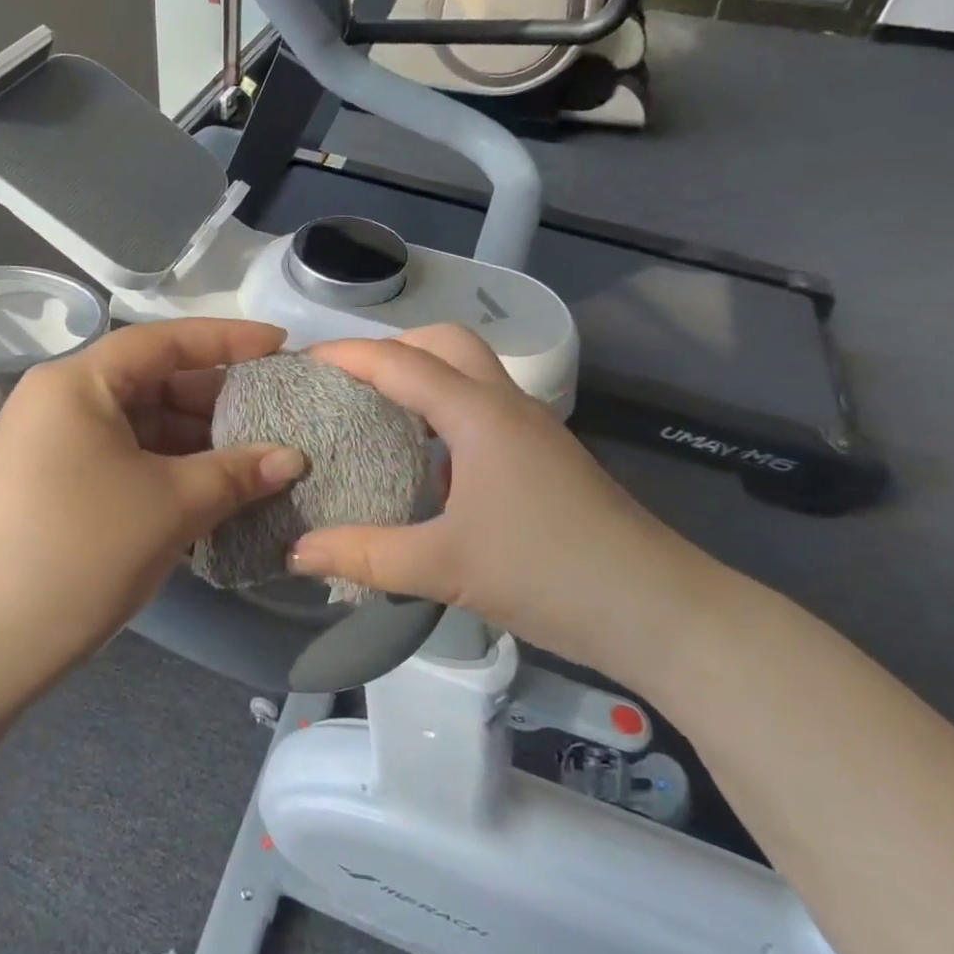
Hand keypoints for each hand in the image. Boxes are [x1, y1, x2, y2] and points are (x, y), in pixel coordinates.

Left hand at [0, 319, 305, 670]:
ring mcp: (49, 442)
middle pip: (149, 382)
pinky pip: (120, 455)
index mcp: (76, 384)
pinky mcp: (50, 481)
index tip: (279, 344)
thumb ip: (238, 472)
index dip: (227, 339)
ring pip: (137, 423)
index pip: (162, 342)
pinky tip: (206, 486)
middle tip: (271, 415)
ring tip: (249, 458)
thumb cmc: (84, 552)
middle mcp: (56, 400)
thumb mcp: (172, 505)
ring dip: (193, 440)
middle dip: (213, 400)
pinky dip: (164, 466)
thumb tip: (293, 458)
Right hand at [288, 326, 728, 685]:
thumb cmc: (548, 573)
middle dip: (391, 349)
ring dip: (421, 377)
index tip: (300, 364)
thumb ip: (364, 556)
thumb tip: (295, 552)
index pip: (401, 363)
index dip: (347, 356)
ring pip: (469, 373)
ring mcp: (532, 430)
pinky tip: (425, 461)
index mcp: (479, 415)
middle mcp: (507, 406)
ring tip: (374, 414)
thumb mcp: (444, 567)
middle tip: (346, 385)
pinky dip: (444, 411)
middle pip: (445, 343)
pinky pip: (483, 409)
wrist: (658, 610)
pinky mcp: (544, 456)